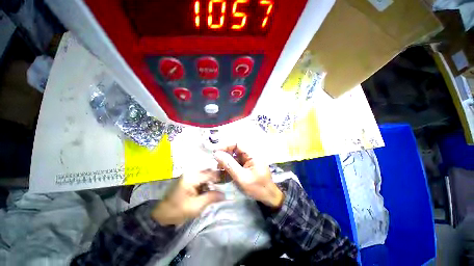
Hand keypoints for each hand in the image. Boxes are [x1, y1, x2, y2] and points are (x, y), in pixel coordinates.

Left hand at [151, 170, 223, 225]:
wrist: (161, 214)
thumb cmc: (178, 210)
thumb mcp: (197, 206)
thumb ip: (212, 197)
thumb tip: (225, 194)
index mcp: (192, 177)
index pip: (211, 174)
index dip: (221, 177)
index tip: (229, 181)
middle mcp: (191, 172)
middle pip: (209, 172)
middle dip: (217, 178)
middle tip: (225, 184)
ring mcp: (189, 174)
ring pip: (206, 174)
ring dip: (212, 181)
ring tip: (219, 187)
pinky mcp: (188, 178)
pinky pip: (201, 177)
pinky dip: (207, 182)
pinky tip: (209, 188)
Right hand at [213, 145, 283, 208]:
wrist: (268, 197)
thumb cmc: (257, 188)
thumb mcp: (241, 177)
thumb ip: (229, 164)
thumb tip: (217, 154)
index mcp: (252, 154)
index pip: (237, 143)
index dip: (226, 145)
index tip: (216, 152)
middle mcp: (250, 154)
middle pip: (235, 148)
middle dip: (225, 154)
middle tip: (217, 162)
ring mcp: (249, 160)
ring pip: (234, 155)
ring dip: (226, 160)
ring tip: (219, 168)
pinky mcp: (247, 165)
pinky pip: (236, 162)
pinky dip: (229, 165)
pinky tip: (224, 172)